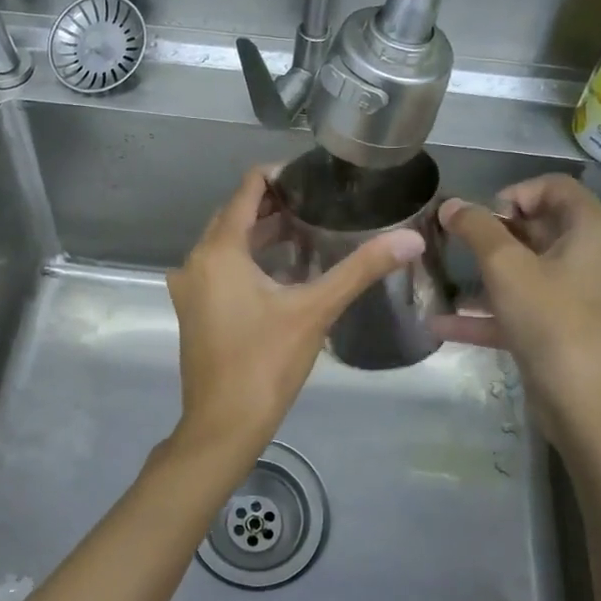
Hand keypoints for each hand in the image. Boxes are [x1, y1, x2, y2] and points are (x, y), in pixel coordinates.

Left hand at [163, 166, 423, 480]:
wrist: (223, 425)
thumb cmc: (266, 363)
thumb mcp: (315, 310)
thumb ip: (361, 269)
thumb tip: (411, 238)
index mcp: (218, 251)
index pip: (246, 191)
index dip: (277, 176)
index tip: (312, 174)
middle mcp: (195, 262)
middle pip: (234, 217)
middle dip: (272, 205)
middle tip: (317, 201)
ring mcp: (189, 288)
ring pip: (226, 245)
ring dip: (260, 234)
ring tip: (306, 229)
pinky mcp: (193, 310)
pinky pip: (220, 269)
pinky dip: (248, 260)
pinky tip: (282, 270)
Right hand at [436, 175, 600, 469]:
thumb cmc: (556, 327)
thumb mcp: (507, 271)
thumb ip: (476, 230)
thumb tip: (451, 204)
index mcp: (599, 232)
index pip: (555, 188)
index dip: (512, 194)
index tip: (477, 219)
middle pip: (546, 230)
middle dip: (495, 238)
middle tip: (456, 249)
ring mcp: (600, 300)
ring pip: (538, 275)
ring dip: (490, 279)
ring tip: (445, 286)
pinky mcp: (586, 335)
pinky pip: (539, 311)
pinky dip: (500, 313)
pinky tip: (448, 328)